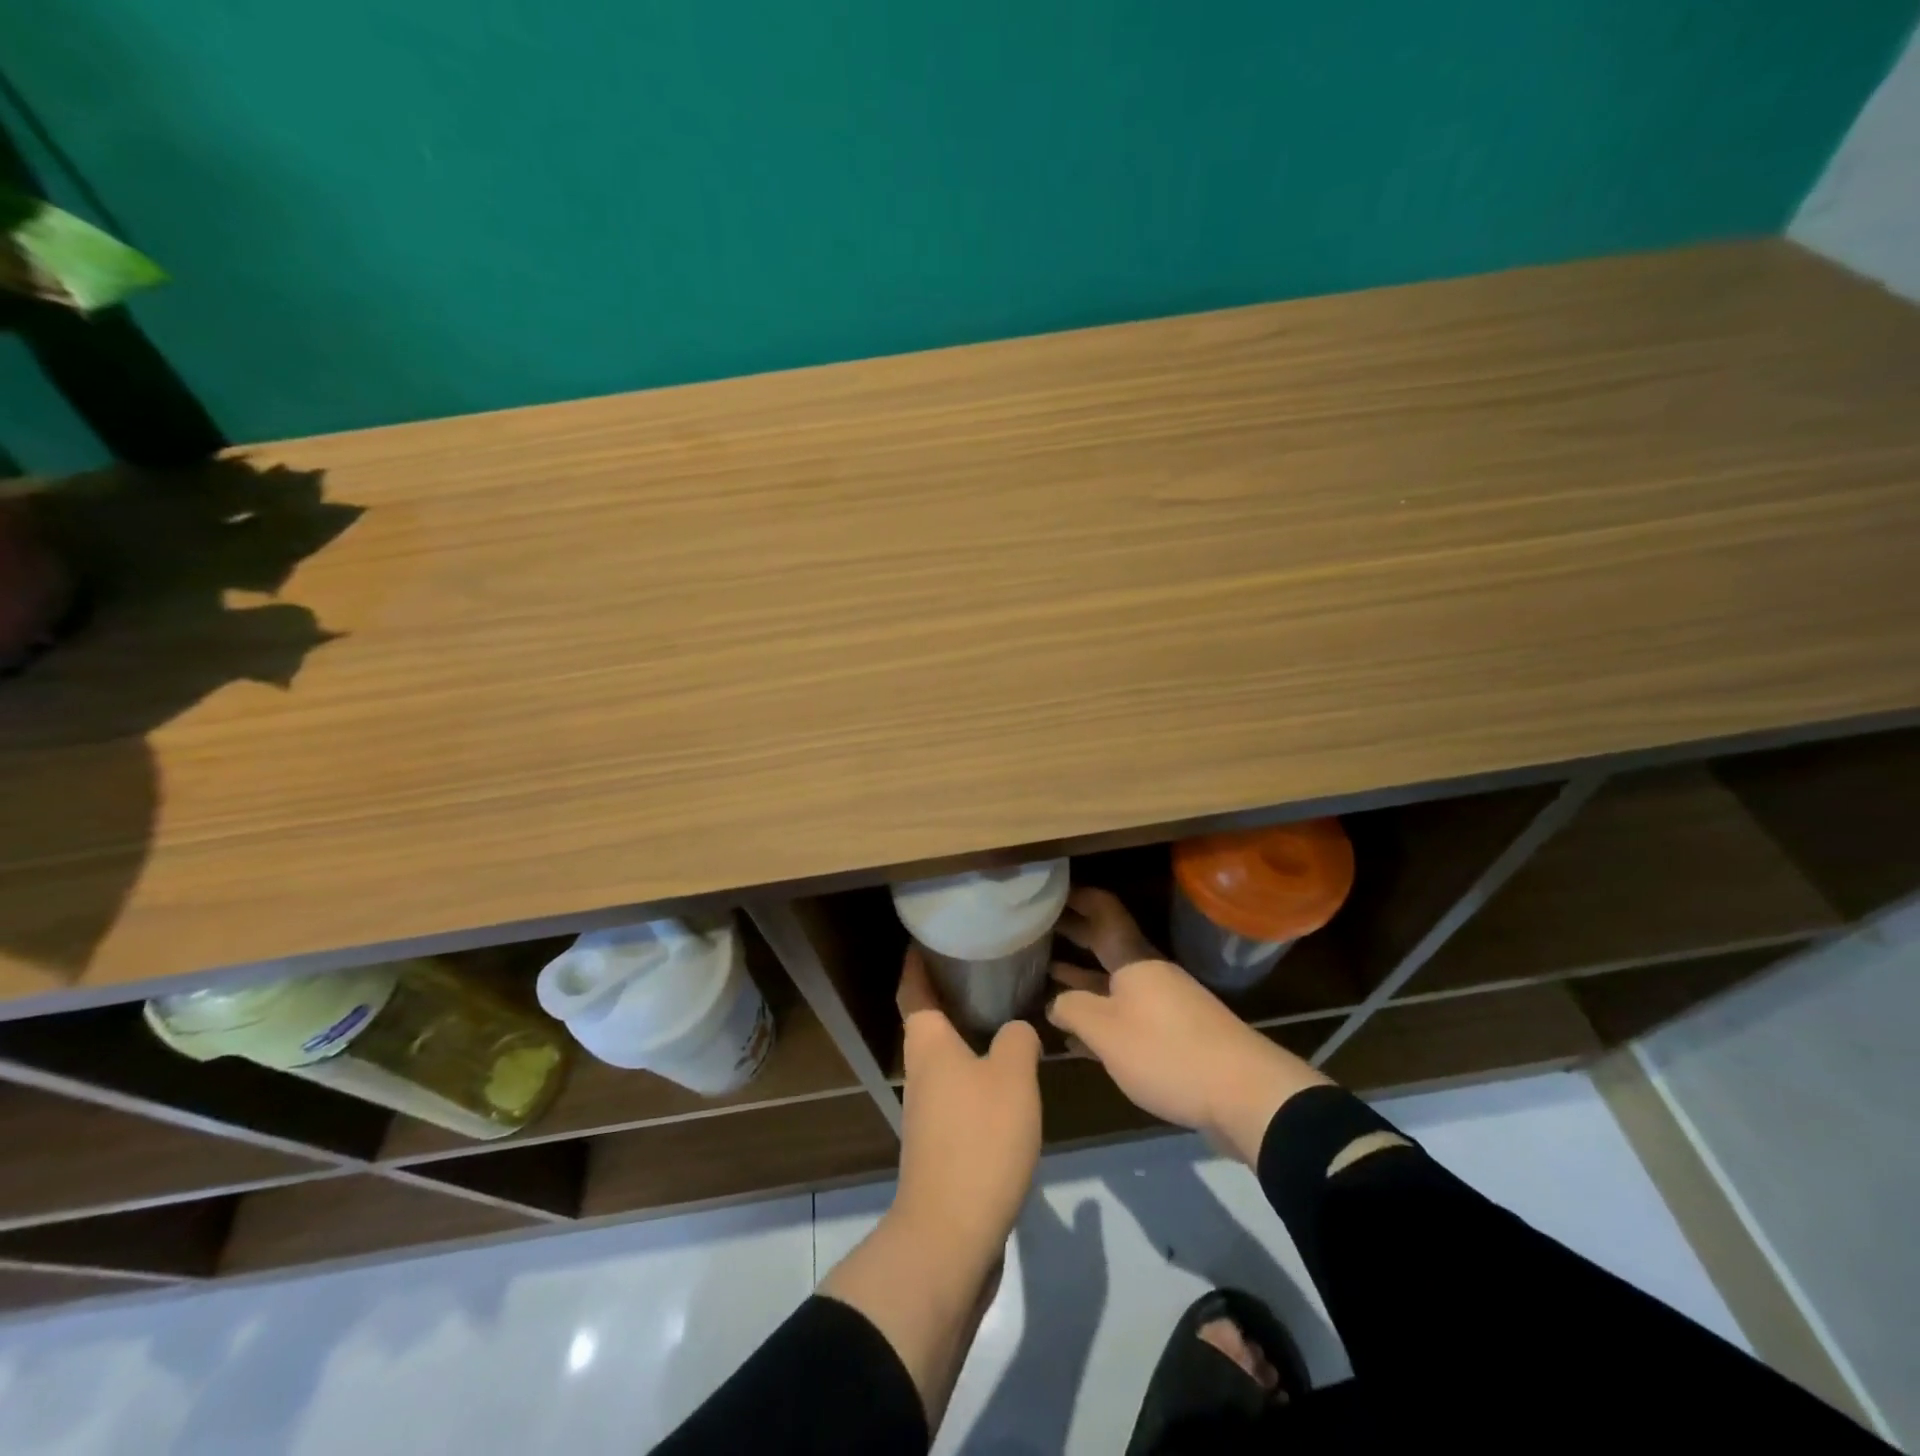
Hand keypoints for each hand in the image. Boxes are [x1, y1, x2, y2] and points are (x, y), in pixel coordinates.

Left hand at [819, 947, 1041, 1421]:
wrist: (952, 1233)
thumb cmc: (978, 1139)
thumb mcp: (1012, 1078)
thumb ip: (1017, 1041)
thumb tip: (1017, 1030)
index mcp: (928, 1043)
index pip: (914, 988)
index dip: (917, 960)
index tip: (928, 935)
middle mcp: (921, 1069)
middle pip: (927, 1019)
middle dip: (947, 991)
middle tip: (983, 966)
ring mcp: (928, 1109)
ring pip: (944, 1055)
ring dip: (964, 1031)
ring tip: (1001, 1011)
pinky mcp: (942, 1141)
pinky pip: (957, 1088)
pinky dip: (975, 1069)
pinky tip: (1006, 1073)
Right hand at [1048, 888, 1332, 1163]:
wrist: (1244, 1093)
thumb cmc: (1166, 1051)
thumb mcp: (1106, 1032)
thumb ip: (1073, 1010)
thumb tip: (1054, 1002)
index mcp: (1134, 959)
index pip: (1105, 912)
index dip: (1080, 898)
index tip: (1051, 891)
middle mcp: (1150, 973)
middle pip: (1107, 944)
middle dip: (1075, 935)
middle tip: (1039, 927)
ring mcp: (1165, 1003)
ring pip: (1115, 980)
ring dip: (1084, 976)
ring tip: (1049, 972)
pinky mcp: (1175, 1034)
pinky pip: (1128, 1012)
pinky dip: (1102, 1013)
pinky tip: (1079, 1033)